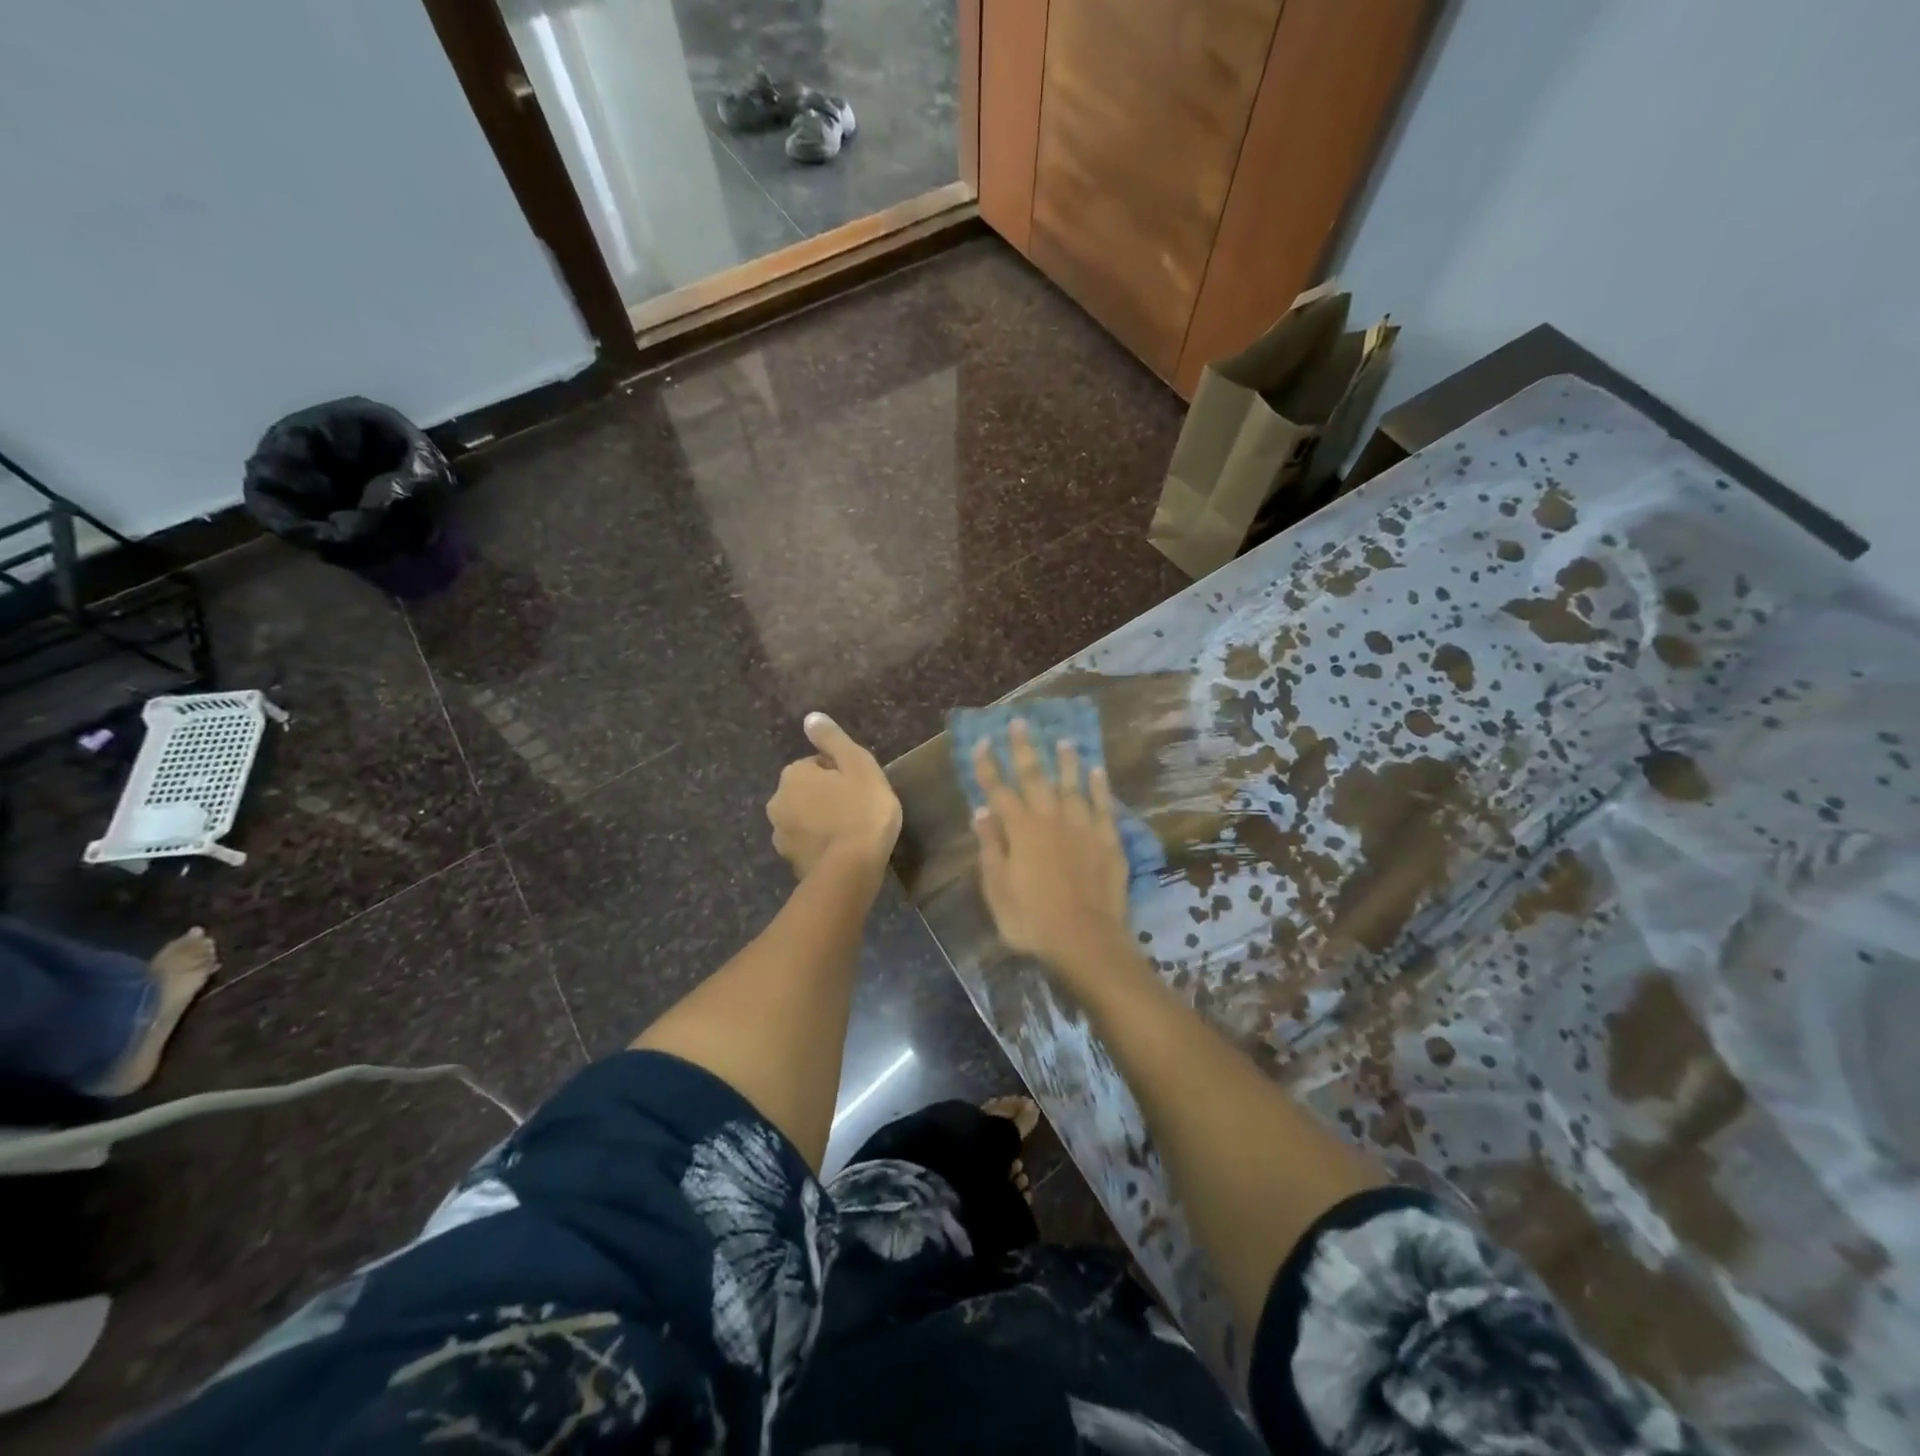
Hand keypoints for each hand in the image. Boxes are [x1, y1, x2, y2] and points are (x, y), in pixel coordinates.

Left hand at [767, 713, 901, 877]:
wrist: (851, 871)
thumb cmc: (862, 811)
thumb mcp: (858, 765)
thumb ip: (833, 739)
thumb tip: (811, 717)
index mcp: (793, 774)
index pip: (818, 765)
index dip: (843, 774)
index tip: (861, 789)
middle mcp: (777, 801)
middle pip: (808, 791)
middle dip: (828, 797)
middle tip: (859, 809)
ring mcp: (780, 835)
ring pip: (805, 818)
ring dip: (823, 821)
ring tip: (852, 833)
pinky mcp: (790, 862)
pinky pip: (808, 844)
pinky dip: (821, 844)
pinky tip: (843, 852)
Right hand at [971, 718, 1130, 970]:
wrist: (1085, 940)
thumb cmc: (1032, 920)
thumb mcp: (998, 890)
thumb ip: (991, 848)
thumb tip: (981, 813)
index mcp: (1020, 831)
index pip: (999, 791)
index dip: (988, 767)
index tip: (982, 742)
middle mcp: (1051, 819)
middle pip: (1035, 777)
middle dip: (1025, 749)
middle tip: (1020, 722)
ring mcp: (1082, 827)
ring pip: (1072, 784)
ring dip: (1066, 760)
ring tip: (1063, 739)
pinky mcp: (1108, 840)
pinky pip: (1103, 805)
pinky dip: (1099, 786)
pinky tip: (1097, 770)